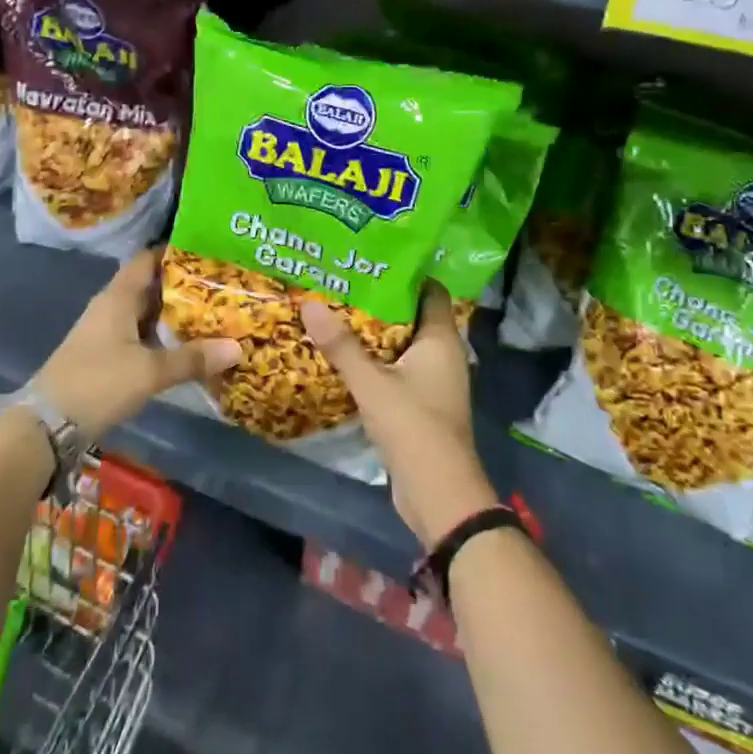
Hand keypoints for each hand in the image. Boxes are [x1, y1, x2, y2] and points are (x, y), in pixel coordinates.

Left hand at [32, 247, 240, 436]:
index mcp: (119, 297)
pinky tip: (186, 347)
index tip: (207, 252)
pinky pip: (140, 336)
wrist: (46, 425)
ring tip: (213, 314)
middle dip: (183, 286)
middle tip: (221, 286)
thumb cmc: (98, 383)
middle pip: (150, 286)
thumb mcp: (149, 371)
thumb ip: (192, 359)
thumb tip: (238, 347)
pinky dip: (162, 337)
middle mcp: (111, 307)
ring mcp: (106, 332)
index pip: (147, 259)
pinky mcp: (105, 356)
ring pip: (146, 314)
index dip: (174, 252)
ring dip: (174, 315)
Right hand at [300, 283, 498, 547]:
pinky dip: (377, 359)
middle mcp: (443, 354)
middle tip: (345, 281)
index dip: (405, 273)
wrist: (439, 495)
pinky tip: (348, 354)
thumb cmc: (413, 428)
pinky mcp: (422, 403)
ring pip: (404, 343)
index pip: (430, 290)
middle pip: (413, 315)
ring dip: (376, 332)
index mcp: (441, 339)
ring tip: (339, 310)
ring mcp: (434, 381)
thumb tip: (309, 303)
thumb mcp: (372, 384)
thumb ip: (341, 346)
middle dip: (382, 300)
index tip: (372, 258)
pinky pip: (399, 369)